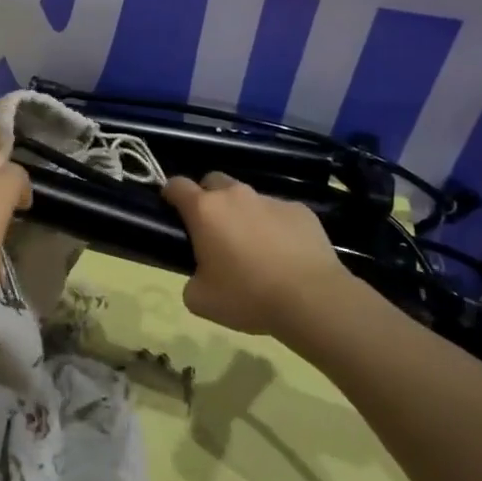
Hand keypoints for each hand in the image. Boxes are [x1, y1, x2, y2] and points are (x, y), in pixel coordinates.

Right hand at [161, 172, 358, 339]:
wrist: (311, 298)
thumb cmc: (247, 296)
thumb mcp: (200, 300)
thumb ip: (191, 279)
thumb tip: (200, 274)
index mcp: (205, 210)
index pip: (177, 184)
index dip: (170, 194)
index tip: (172, 209)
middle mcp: (236, 195)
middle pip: (213, 181)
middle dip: (208, 198)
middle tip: (213, 230)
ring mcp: (270, 200)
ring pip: (248, 198)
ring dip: (244, 215)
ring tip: (254, 248)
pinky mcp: (300, 210)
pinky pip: (279, 212)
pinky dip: (275, 227)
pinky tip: (285, 254)